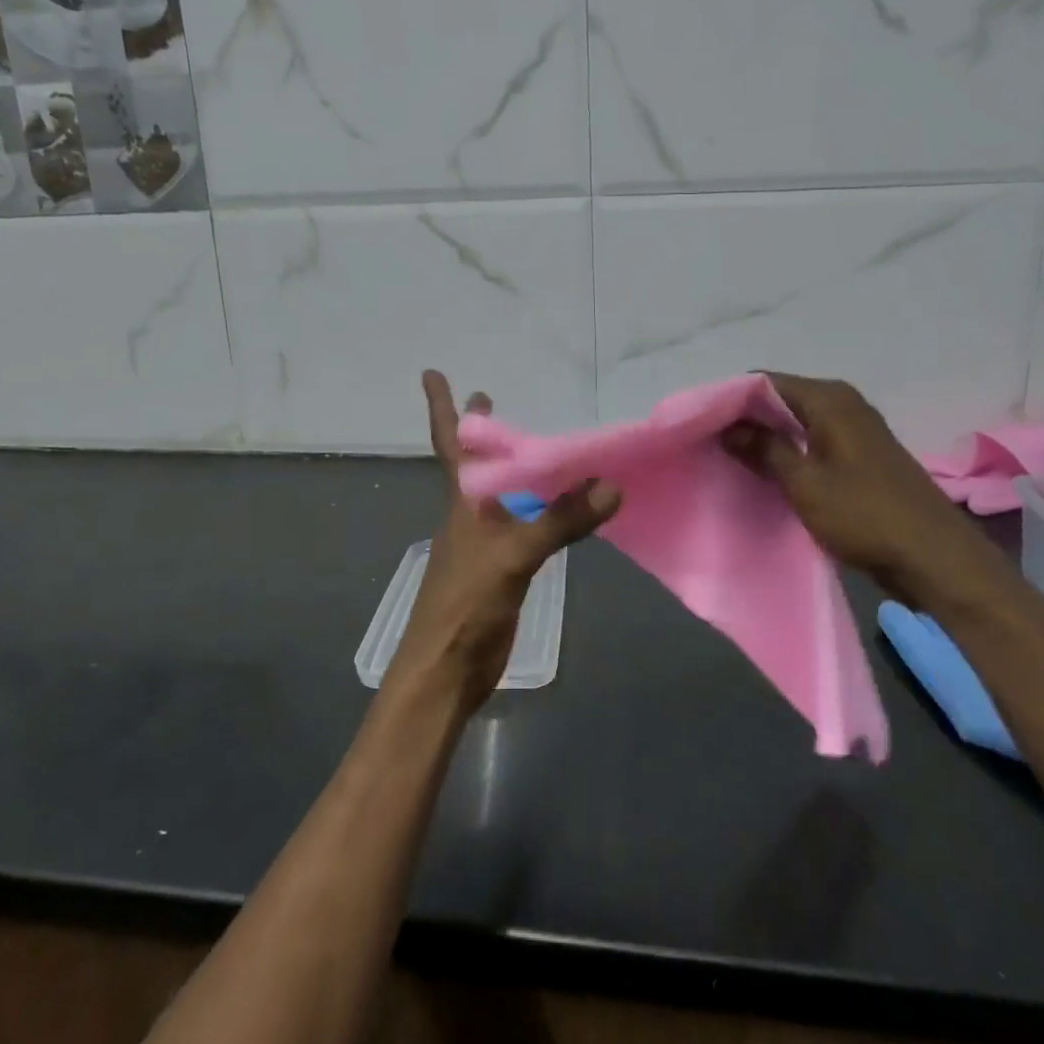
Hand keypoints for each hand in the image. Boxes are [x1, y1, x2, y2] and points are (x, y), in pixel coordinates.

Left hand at [382, 371, 620, 714]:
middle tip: (492, 396)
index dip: (443, 408)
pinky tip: (557, 505)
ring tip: (536, 444)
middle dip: (482, 432)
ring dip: (514, 467)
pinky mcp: (503, 568)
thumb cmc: (465, 605)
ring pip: (503, 493)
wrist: (446, 672)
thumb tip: (610, 485)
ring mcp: (486, 543)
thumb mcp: (512, 557)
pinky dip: (539, 507)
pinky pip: (525, 524)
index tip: (432, 372)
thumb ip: (559, 521)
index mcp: (463, 502)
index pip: (452, 443)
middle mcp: (471, 514)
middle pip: (477, 463)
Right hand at [722, 373, 1018, 614]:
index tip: (699, 423)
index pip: (764, 382)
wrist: (936, 559)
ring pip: (795, 425)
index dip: (730, 400)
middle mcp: (843, 404)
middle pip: (780, 401)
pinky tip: (764, 475)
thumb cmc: (866, 515)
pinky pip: (811, 444)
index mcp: (830, 399)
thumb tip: (727, 426)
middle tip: (707, 444)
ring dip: (765, 441)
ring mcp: (854, 431)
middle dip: (745, 421)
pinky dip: (787, 455)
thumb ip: (764, 449)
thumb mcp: (805, 483)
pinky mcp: (859, 458)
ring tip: (727, 461)